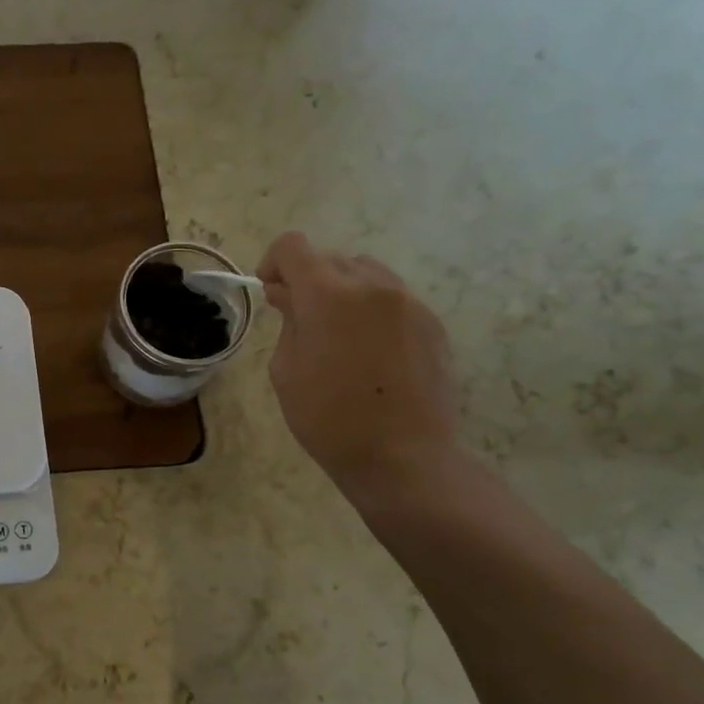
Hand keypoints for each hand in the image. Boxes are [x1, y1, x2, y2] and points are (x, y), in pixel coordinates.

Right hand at [256, 232, 458, 495]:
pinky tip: (369, 353)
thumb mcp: (286, 370)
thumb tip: (291, 296)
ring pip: (366, 274)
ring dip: (343, 291)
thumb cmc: (328, 418)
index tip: (272, 293)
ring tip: (338, 334)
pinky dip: (372, 311)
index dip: (274, 263)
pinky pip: (393, 300)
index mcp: (328, 295)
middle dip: (308, 280)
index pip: (293, 246)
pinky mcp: (432, 323)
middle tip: (300, 320)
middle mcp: (372, 286)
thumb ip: (288, 321)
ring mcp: (408, 302)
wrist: (403, 457)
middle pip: (331, 258)